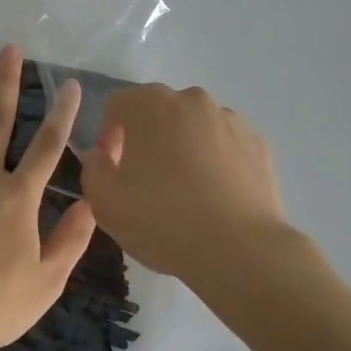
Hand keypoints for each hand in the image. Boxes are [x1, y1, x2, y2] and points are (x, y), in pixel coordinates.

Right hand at [76, 84, 289, 284]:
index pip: (116, 104)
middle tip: (144, 180)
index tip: (112, 170)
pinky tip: (213, 196)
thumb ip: (92, 168)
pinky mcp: (258, 144)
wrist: (240, 251)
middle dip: (145, 138)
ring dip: (181, 146)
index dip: (107, 135)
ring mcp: (230, 119)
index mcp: (150, 104)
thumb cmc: (163, 220)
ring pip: (192, 126)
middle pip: (157, 110)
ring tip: (183, 190)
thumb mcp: (105, 202)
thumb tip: (100, 156)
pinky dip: (214, 161)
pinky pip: (223, 145)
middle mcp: (192, 99)